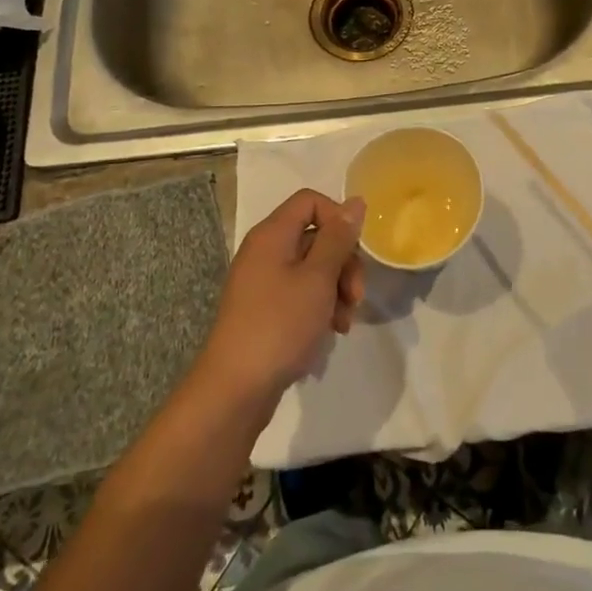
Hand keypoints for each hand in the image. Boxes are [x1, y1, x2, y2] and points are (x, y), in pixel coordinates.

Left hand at [194, 189, 365, 410]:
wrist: (236, 389)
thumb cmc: (280, 325)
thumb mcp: (318, 278)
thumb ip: (338, 238)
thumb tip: (355, 202)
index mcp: (272, 234)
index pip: (310, 201)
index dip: (338, 218)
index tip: (354, 250)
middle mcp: (265, 251)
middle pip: (315, 236)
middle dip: (343, 262)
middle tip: (356, 296)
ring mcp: (263, 282)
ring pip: (313, 268)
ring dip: (336, 289)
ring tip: (344, 322)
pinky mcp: (265, 309)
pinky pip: (300, 293)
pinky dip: (320, 306)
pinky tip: (331, 331)